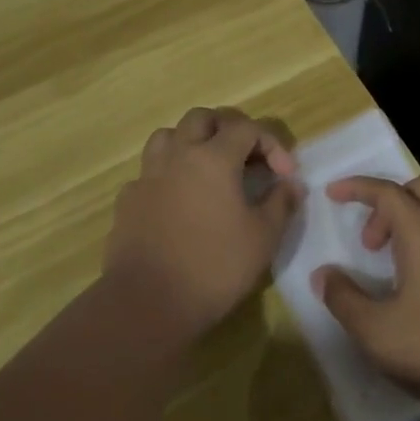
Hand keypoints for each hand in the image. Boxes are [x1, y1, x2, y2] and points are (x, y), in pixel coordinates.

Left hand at [104, 107, 301, 343]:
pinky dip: (169, 175)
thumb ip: (281, 203)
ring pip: (168, 136)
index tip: (285, 175)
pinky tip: (178, 201)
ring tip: (209, 169)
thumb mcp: (263, 237)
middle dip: (228, 129)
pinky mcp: (128, 200)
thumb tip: (291, 184)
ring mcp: (147, 176)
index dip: (271, 145)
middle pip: (201, 118)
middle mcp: (177, 155)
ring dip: (192, 142)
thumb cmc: (214, 267)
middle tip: (246, 157)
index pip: (246, 128)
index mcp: (213, 158)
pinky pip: (150, 172)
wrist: (147, 303)